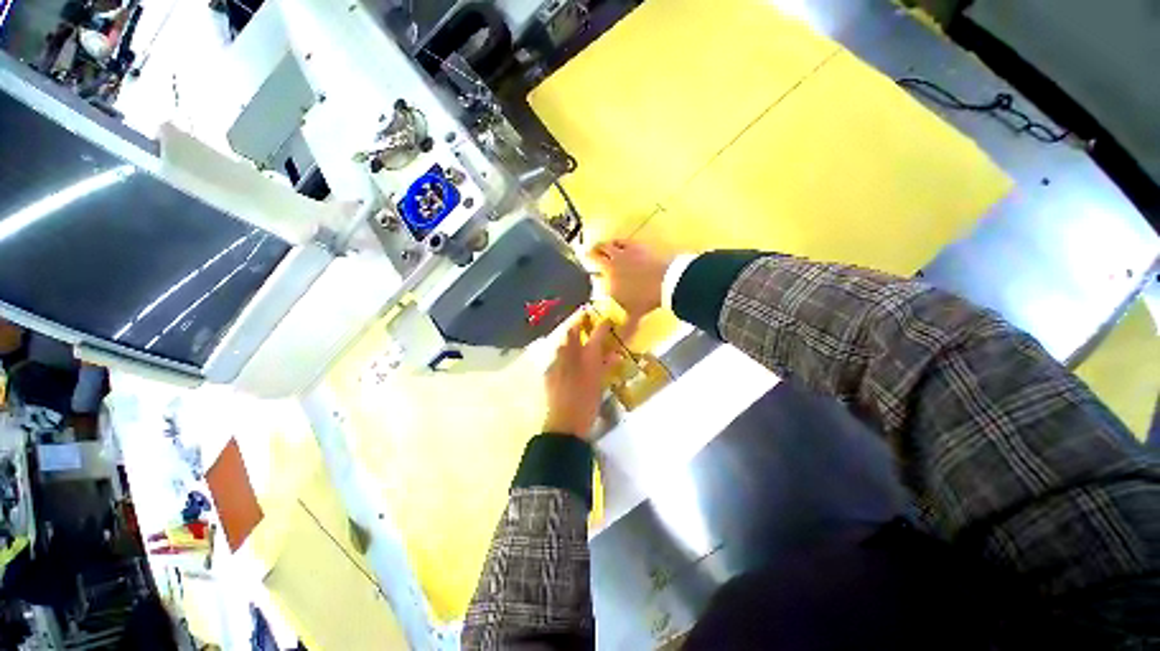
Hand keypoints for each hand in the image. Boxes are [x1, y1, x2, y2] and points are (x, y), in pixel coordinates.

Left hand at [543, 317, 618, 437]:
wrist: (565, 422)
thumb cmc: (589, 403)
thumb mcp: (601, 383)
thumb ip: (606, 366)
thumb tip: (613, 355)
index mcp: (588, 358)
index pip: (596, 335)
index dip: (602, 326)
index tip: (606, 321)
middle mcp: (571, 356)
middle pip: (572, 334)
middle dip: (577, 328)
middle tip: (582, 327)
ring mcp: (557, 364)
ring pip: (562, 346)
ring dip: (568, 344)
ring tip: (573, 348)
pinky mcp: (548, 373)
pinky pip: (555, 360)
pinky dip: (560, 360)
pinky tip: (563, 367)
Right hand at [590, 241, 673, 320]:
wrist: (665, 281)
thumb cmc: (647, 300)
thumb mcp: (634, 317)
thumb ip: (624, 328)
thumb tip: (619, 343)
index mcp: (607, 283)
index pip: (592, 278)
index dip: (588, 276)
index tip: (587, 276)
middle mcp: (610, 267)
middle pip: (594, 257)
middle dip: (589, 256)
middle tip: (586, 255)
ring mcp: (621, 254)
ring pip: (605, 246)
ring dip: (600, 247)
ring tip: (598, 248)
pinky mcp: (633, 245)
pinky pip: (620, 240)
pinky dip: (615, 242)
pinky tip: (615, 243)